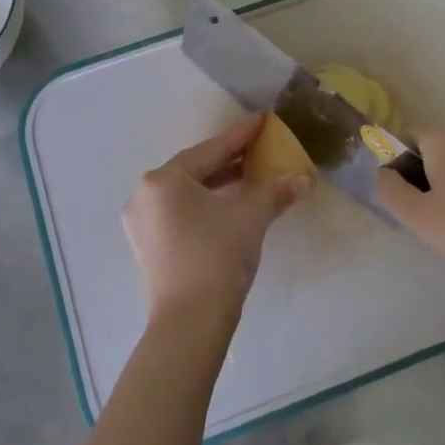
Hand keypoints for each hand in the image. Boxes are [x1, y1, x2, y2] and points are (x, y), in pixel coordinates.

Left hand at [123, 115, 311, 323]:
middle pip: (194, 170)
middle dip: (227, 161)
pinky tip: (226, 207)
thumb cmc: (217, 258)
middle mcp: (145, 194)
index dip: (240, 136)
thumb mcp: (251, 218)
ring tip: (246, 178)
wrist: (190, 324)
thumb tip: (303, 178)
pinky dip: (203, 205)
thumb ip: (276, 191)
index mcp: (164, 179)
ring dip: (216, 185)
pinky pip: (178, 212)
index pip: (210, 150)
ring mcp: (141, 222)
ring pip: (185, 193)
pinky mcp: (146, 246)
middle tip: (256, 151)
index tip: (261, 120)